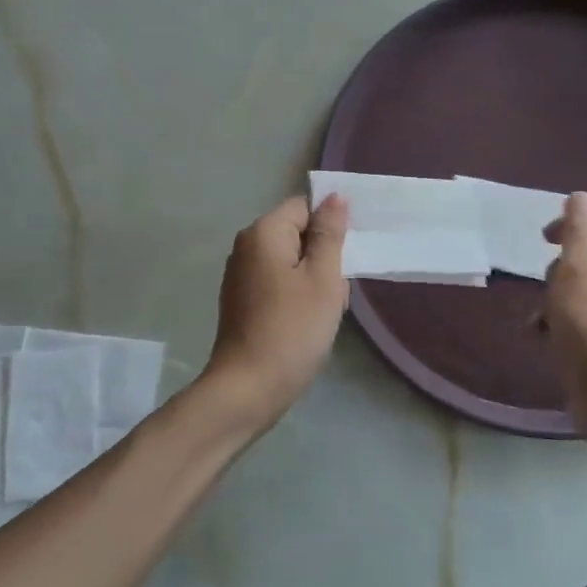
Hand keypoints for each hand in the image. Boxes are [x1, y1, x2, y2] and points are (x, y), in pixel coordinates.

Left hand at [202, 194, 349, 429]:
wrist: (249, 388)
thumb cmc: (292, 329)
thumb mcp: (323, 278)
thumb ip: (330, 234)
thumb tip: (334, 198)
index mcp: (263, 232)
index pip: (304, 207)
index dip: (329, 227)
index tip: (346, 257)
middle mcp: (246, 246)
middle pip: (297, 234)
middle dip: (323, 258)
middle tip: (336, 290)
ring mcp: (240, 275)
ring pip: (291, 262)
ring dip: (313, 281)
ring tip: (324, 312)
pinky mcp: (242, 301)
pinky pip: (278, 284)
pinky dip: (296, 297)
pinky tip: (306, 324)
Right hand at [543, 192, 586, 409]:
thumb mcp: (576, 267)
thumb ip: (576, 227)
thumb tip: (580, 197)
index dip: (574, 226)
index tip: (543, 243)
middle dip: (564, 266)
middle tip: (547, 284)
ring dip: (559, 295)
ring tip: (542, 316)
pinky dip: (569, 318)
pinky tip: (545, 334)